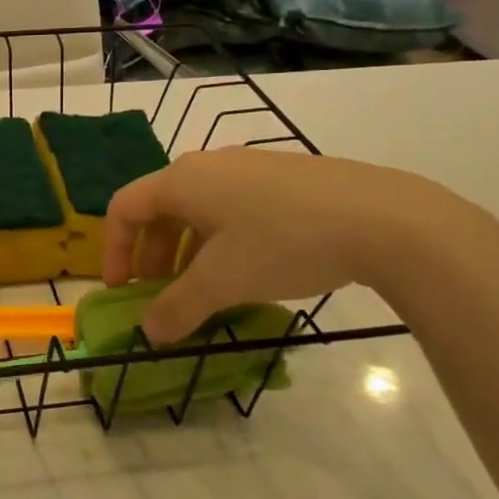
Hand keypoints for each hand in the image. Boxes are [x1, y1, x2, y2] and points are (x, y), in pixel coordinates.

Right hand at [103, 147, 488, 341]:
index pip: (125, 208)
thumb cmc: (284, 243)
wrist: (385, 219)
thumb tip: (149, 333)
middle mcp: (208, 165)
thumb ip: (178, 308)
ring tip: (204, 288)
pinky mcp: (283, 178)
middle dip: (153, 255)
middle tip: (163, 293)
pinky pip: (232, 207)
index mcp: (182, 181)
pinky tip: (249, 269)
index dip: (113, 249)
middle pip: (160, 208)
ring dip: (187, 250)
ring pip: (198, 209)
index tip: (122, 288)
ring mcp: (249, 167)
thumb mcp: (223, 282)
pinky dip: (220, 239)